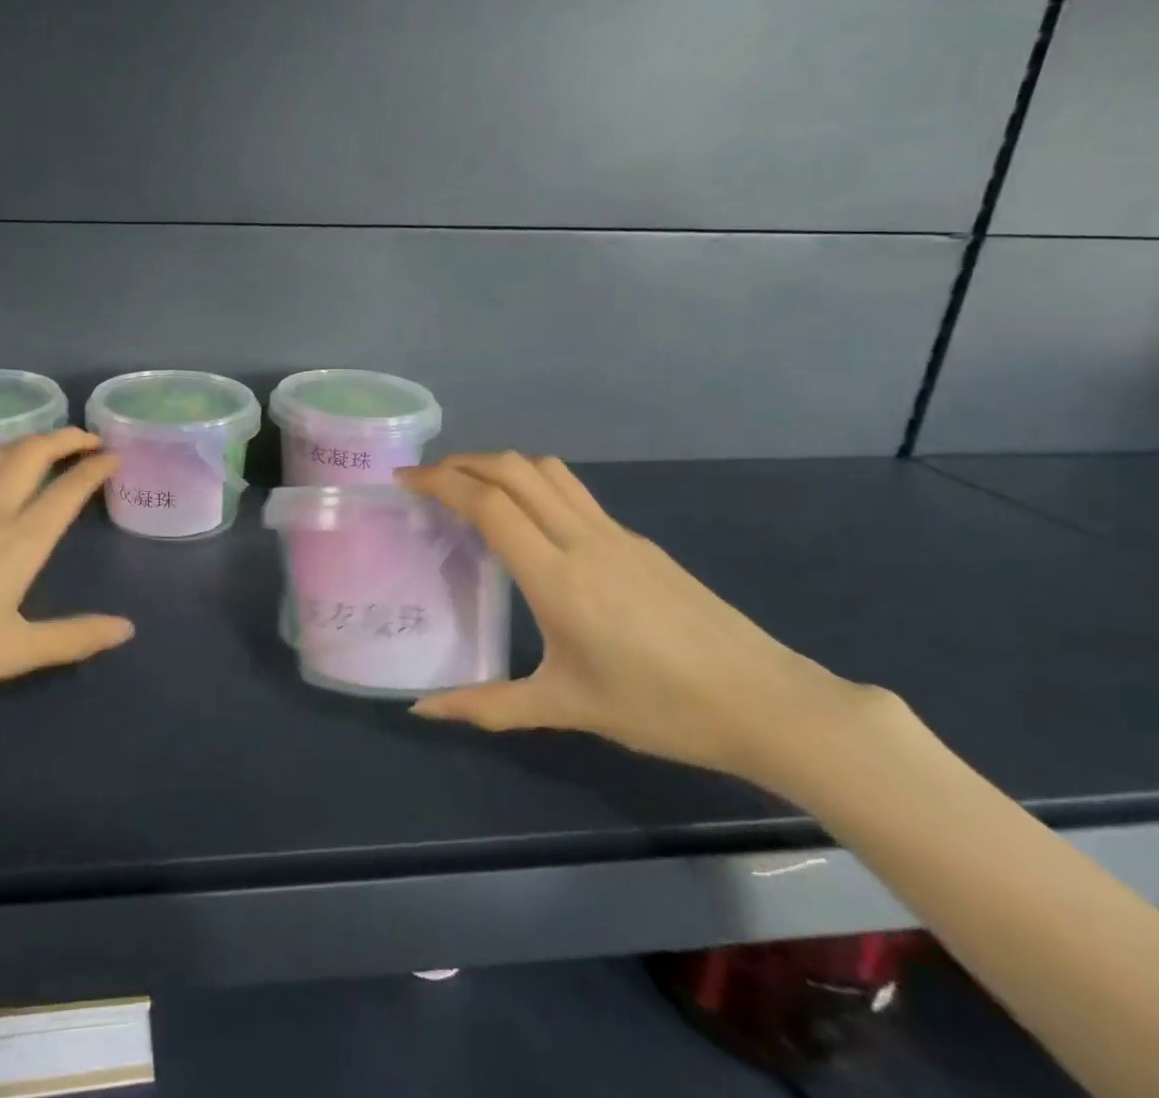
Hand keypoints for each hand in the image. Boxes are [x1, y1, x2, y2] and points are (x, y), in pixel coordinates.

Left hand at [0, 429, 133, 736]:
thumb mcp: (12, 653)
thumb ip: (73, 638)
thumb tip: (126, 629)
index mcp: (18, 541)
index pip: (68, 489)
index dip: (95, 468)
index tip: (114, 457)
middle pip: (33, 452)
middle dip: (67, 437)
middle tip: (90, 439)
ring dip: (31, 441)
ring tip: (48, 447)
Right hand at [400, 453, 873, 784]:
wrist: (768, 703)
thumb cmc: (659, 708)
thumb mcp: (565, 707)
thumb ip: (487, 705)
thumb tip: (422, 710)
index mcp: (556, 576)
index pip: (487, 503)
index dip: (440, 482)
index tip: (404, 480)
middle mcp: (581, 539)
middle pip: (513, 469)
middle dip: (463, 463)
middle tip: (428, 480)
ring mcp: (615, 533)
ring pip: (547, 470)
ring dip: (500, 464)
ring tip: (470, 487)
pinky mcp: (637, 540)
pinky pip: (572, 492)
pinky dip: (533, 484)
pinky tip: (528, 522)